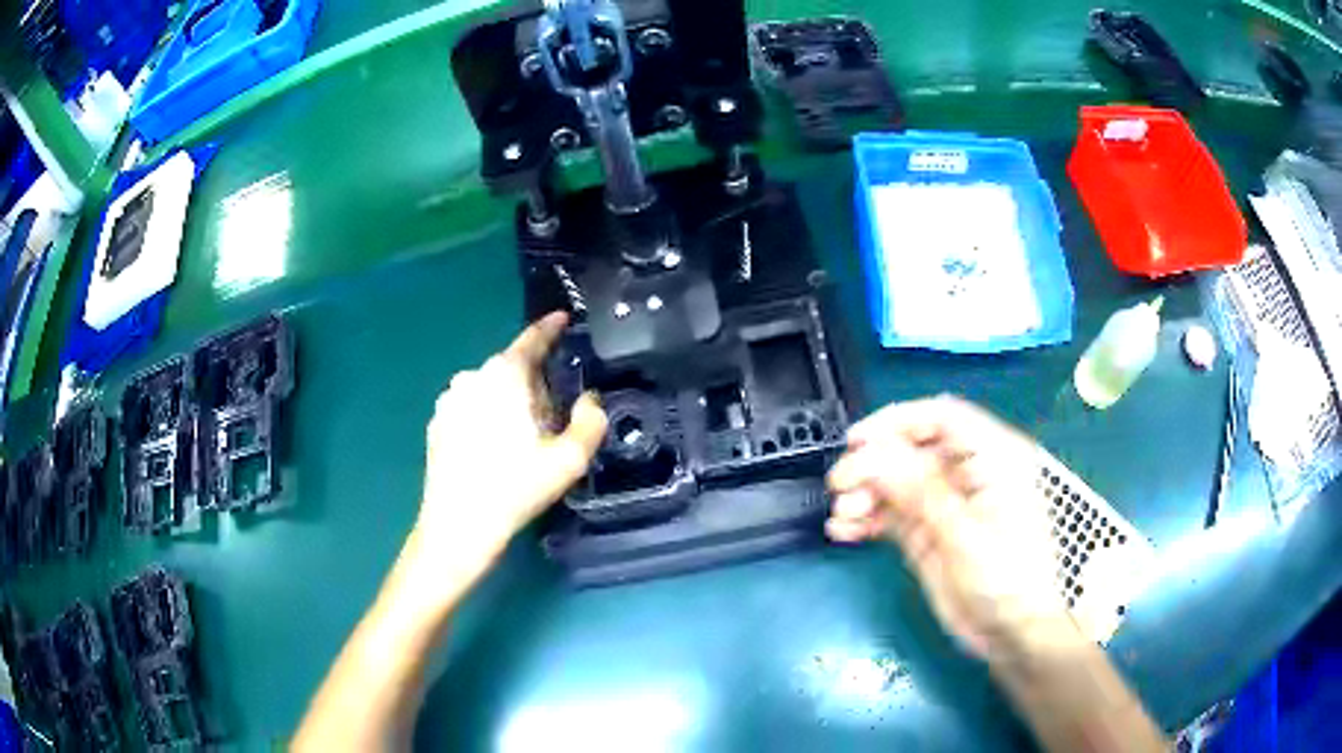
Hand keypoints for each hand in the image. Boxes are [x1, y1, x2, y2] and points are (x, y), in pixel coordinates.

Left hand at [412, 312, 606, 583]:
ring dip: (508, 400)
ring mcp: (449, 400)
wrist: (458, 525)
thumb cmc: (516, 489)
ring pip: (489, 388)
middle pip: (511, 367)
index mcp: (504, 376)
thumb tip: (590, 401)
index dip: (550, 328)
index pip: (531, 340)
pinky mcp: (437, 423)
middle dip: (534, 381)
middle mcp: (472, 377)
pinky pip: (470, 407)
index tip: (563, 318)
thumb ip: (590, 422)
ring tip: (523, 438)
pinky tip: (494, 449)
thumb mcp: (569, 460)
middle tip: (553, 414)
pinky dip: (486, 416)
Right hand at [826, 396, 1074, 658]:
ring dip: (865, 492)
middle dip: (873, 464)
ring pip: (897, 480)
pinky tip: (845, 531)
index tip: (856, 442)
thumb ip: (921, 492)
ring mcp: (947, 502)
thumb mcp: (965, 535)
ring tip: (842, 516)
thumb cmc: (1006, 580)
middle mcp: (968, 472)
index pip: (941, 417)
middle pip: (912, 448)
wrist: (1011, 634)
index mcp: (993, 457)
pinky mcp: (930, 530)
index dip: (897, 422)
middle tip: (840, 486)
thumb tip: (874, 454)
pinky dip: (867, 518)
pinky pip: (893, 512)